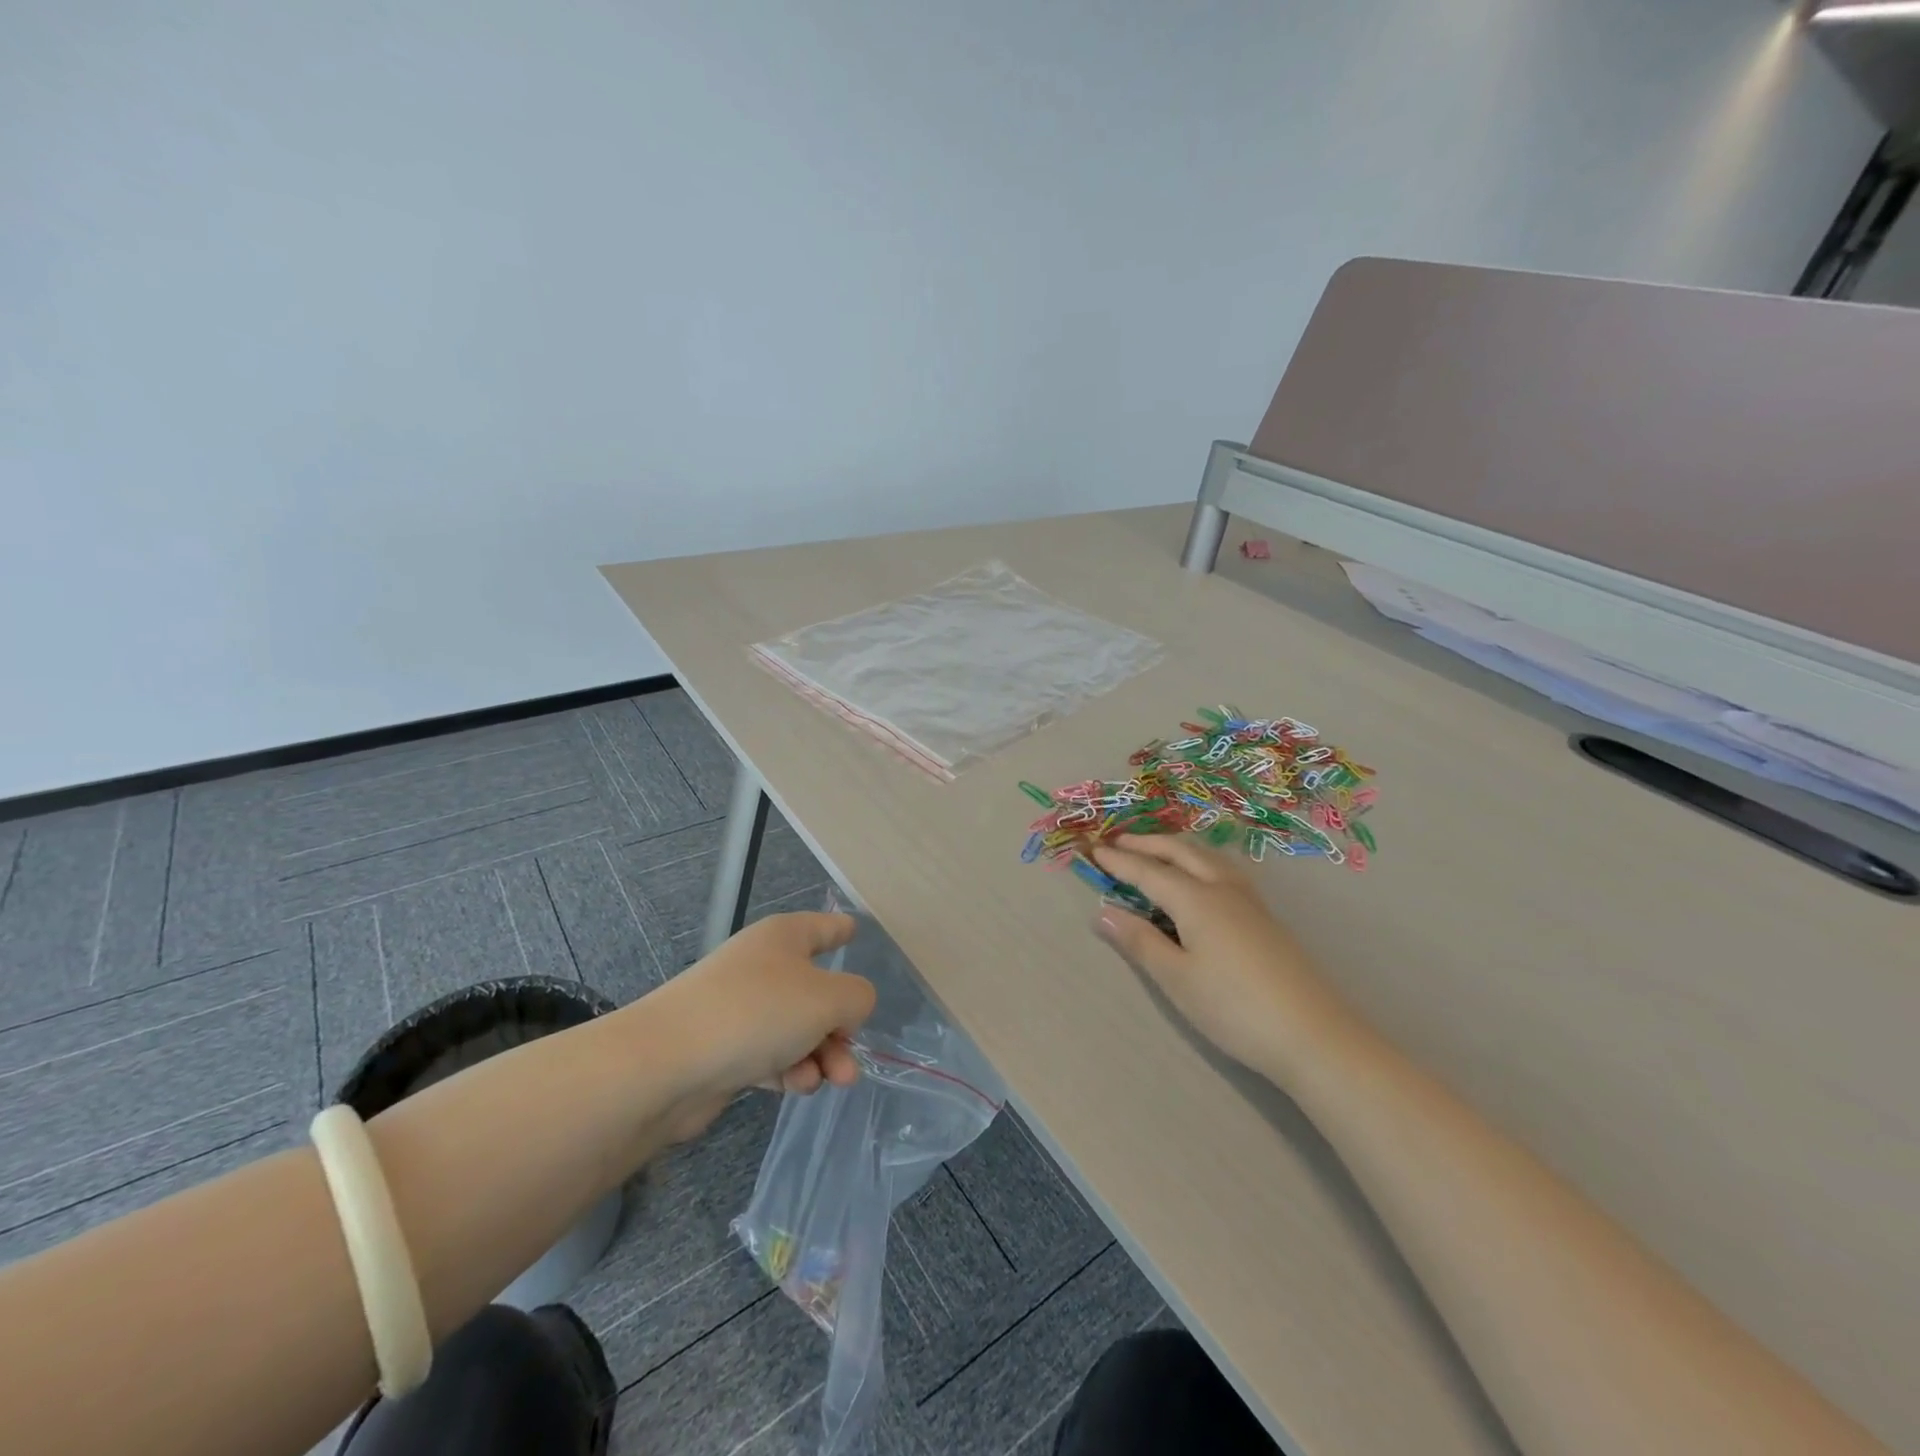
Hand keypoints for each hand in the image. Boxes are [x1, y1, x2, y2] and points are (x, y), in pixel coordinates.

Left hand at [654, 911, 877, 1100]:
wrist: (668, 1064)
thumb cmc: (757, 1012)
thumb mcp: (828, 999)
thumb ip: (857, 997)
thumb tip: (850, 1007)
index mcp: (785, 938)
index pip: (823, 926)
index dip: (842, 929)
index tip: (856, 930)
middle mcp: (762, 966)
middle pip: (816, 989)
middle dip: (840, 1026)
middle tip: (851, 1059)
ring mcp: (740, 1007)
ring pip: (797, 1028)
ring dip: (820, 1055)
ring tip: (831, 1081)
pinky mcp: (724, 1048)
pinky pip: (771, 1055)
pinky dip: (789, 1070)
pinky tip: (796, 1087)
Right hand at [1090, 836, 1350, 1083]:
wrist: (1314, 1034)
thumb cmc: (1234, 1008)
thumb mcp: (1176, 979)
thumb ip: (1140, 941)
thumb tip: (1103, 912)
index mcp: (1196, 899)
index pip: (1148, 871)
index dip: (1119, 861)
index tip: (1093, 850)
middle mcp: (1222, 888)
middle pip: (1181, 852)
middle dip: (1147, 844)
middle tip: (1118, 842)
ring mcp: (1249, 901)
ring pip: (1207, 857)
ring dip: (1176, 848)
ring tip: (1156, 852)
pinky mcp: (1265, 917)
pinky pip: (1223, 870)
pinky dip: (1198, 860)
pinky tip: (1200, 877)